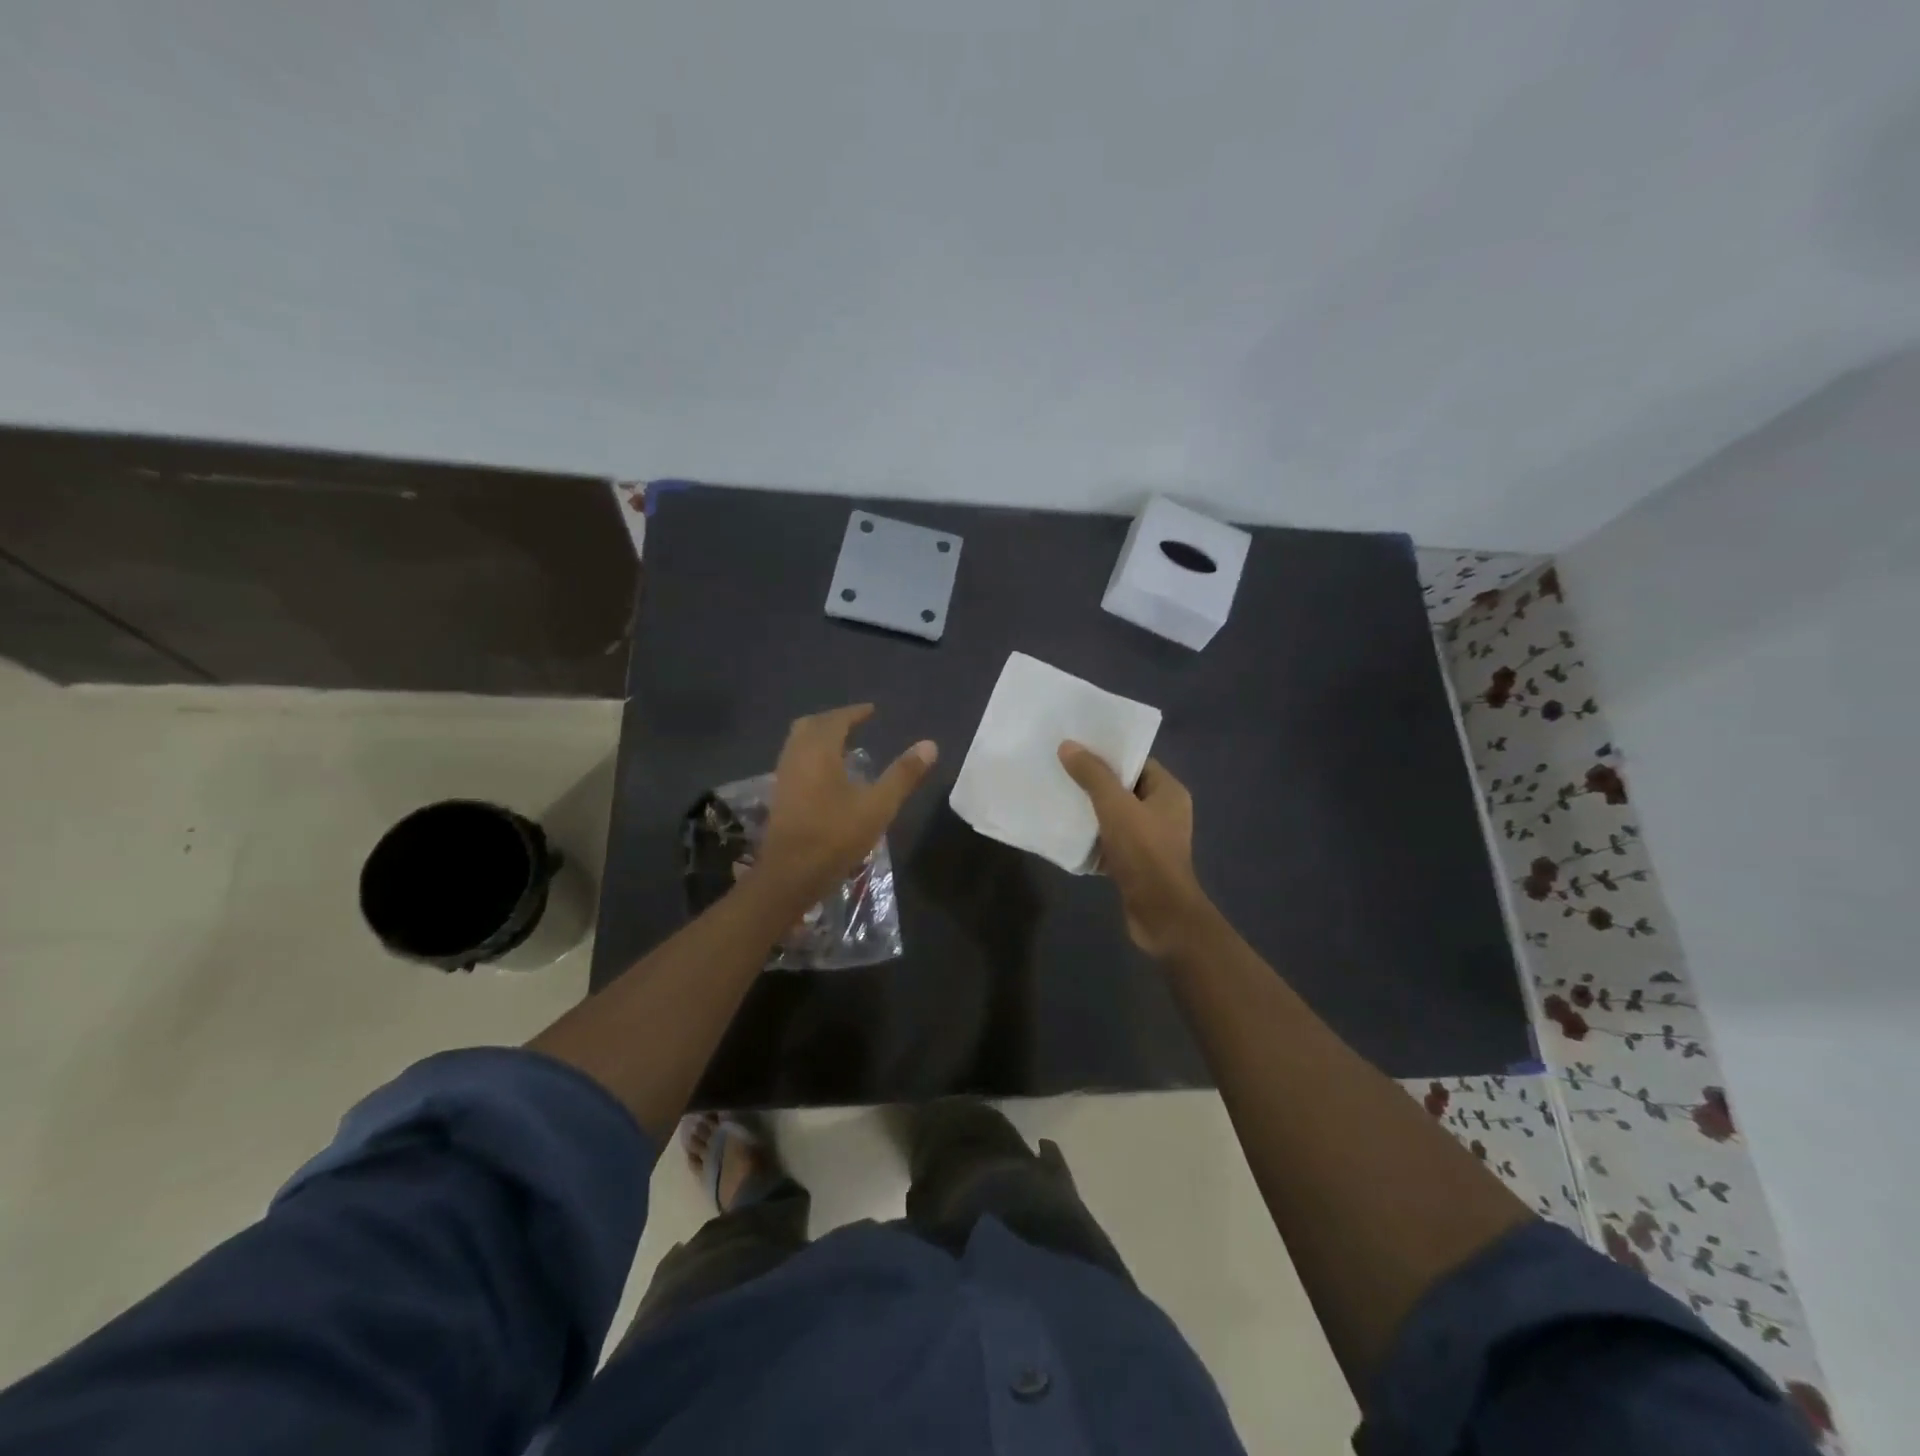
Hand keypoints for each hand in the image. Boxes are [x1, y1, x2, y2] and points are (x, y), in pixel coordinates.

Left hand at [758, 704, 937, 901]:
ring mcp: (783, 777)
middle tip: (856, 723)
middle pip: (811, 725)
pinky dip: (811, 755)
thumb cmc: (835, 837)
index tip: (871, 711)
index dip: (854, 712)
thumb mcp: (878, 806)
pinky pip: (795, 760)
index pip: (836, 719)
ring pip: (799, 743)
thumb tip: (930, 744)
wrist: (789, 875)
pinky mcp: (779, 796)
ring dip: (820, 737)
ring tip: (845, 746)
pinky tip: (828, 775)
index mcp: (818, 751)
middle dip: (833, 720)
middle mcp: (796, 756)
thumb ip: (903, 775)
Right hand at [1058, 743, 1211, 956]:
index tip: (1077, 748)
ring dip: (1090, 809)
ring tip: (1058, 796)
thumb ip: (1093, 775)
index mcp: (1168, 792)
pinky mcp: (1137, 862)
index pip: (1137, 761)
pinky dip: (1093, 836)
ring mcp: (1151, 839)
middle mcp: (1164, 811)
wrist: (1160, 914)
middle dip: (1094, 781)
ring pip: (1115, 815)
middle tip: (1061, 770)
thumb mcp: (1115, 807)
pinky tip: (1067, 832)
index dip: (1109, 753)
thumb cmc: (1144, 852)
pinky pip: (1111, 840)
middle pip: (1124, 787)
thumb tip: (1068, 745)